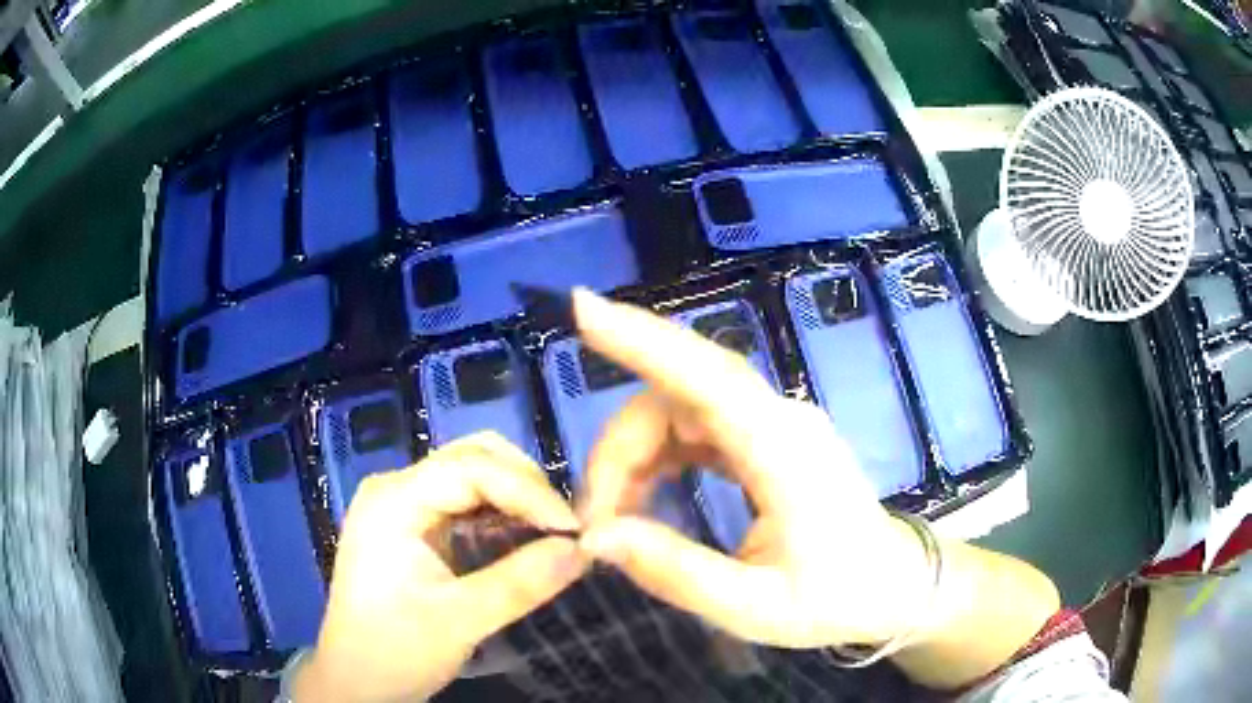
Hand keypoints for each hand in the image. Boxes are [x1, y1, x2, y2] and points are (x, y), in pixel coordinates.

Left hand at [294, 433, 587, 702]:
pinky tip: (522, 536)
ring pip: (470, 474)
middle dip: (525, 485)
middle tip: (564, 526)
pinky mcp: (411, 525)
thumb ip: (520, 583)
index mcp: (393, 501)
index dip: (529, 491)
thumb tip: (583, 550)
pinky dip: (500, 511)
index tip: (573, 528)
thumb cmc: (394, 650)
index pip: (471, 468)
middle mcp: (395, 489)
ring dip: (515, 496)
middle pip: (471, 457)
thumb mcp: (460, 621)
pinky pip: (463, 501)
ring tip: (552, 530)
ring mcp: (401, 505)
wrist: (354, 679)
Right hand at [574, 289, 931, 648]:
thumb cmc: (835, 600)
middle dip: (620, 447)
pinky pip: (696, 423)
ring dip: (634, 454)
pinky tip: (643, 495)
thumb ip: (675, 571)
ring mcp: (775, 422)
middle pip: (679, 393)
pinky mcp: (767, 435)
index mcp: (786, 454)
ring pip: (681, 406)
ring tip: (616, 518)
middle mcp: (780, 419)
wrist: (894, 585)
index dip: (643, 341)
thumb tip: (596, 537)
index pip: (708, 379)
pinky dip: (656, 455)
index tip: (583, 310)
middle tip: (596, 520)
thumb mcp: (754, 607)